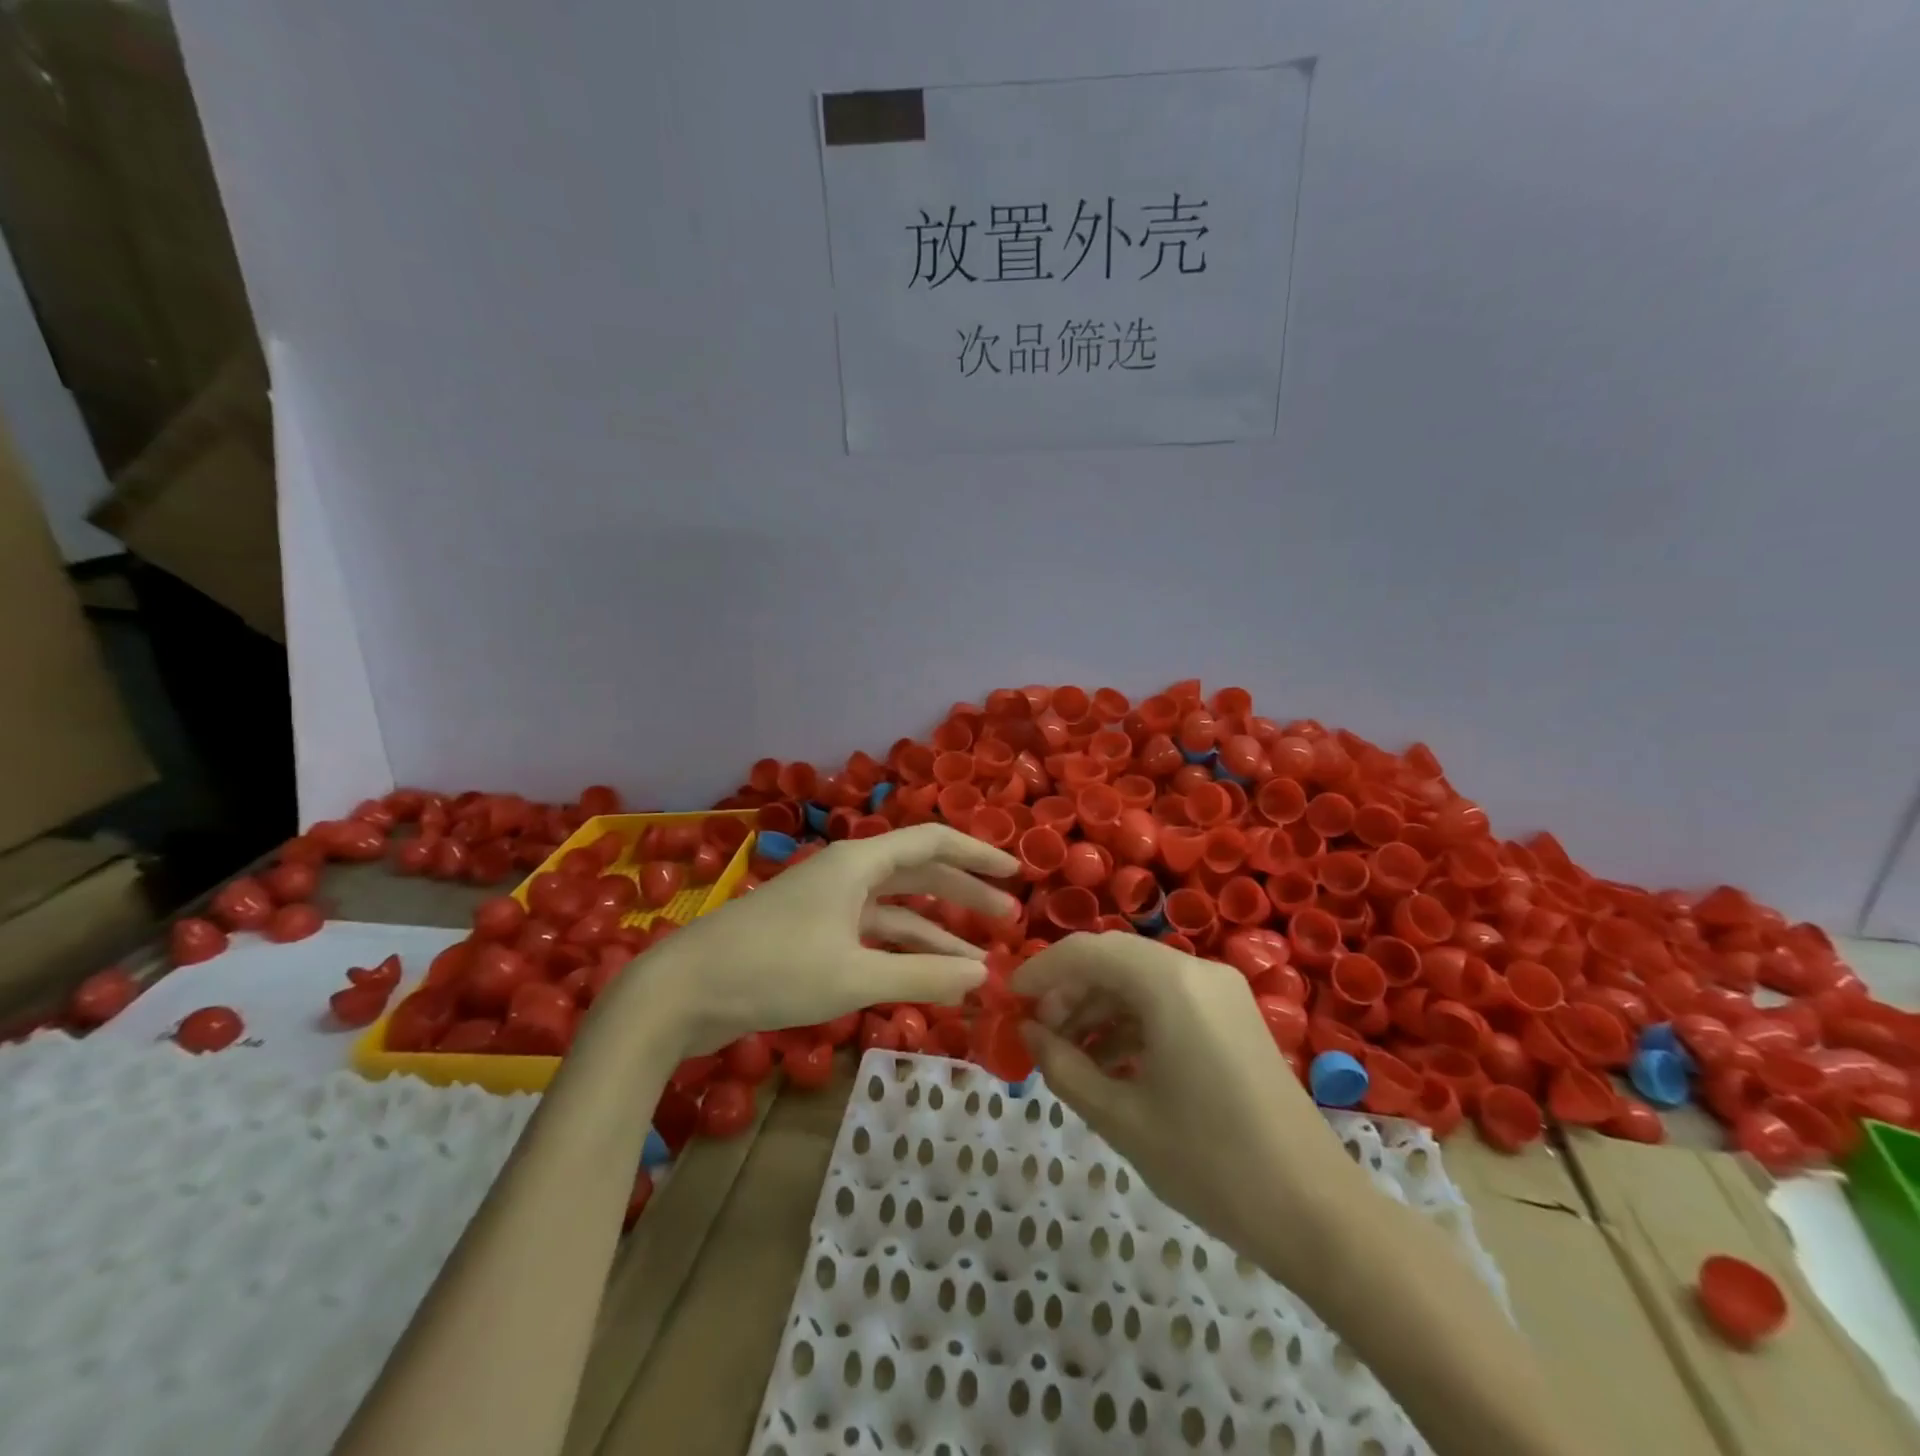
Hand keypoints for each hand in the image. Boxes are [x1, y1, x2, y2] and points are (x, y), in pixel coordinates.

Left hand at [616, 824, 1018, 1054]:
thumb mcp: (853, 976)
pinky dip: (902, 954)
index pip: (932, 842)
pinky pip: (871, 937)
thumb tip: (983, 977)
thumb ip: (922, 975)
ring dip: (936, 933)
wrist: (681, 992)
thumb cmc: (772, 971)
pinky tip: (927, 978)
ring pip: (895, 911)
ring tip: (978, 961)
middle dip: (964, 895)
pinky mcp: (812, 937)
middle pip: (918, 874)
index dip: (977, 855)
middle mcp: (846, 875)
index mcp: (857, 863)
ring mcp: (827, 906)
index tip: (1016, 873)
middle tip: (1007, 920)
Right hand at [1013, 932, 1371, 1261]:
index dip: (1040, 972)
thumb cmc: (1209, 1163)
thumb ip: (1064, 1066)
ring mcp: (1221, 991)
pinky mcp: (1234, 1016)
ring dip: (1099, 1007)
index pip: (1086, 951)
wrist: (1317, 1214)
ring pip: (1140, 979)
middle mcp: (1197, 970)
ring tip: (1068, 1055)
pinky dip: (1132, 1020)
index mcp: (1169, 983)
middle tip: (1038, 1033)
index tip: (1009, 1001)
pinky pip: (1169, 1000)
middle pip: (1113, 959)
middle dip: (1069, 990)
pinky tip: (1111, 1062)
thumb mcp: (1121, 1117)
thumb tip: (1029, 1032)